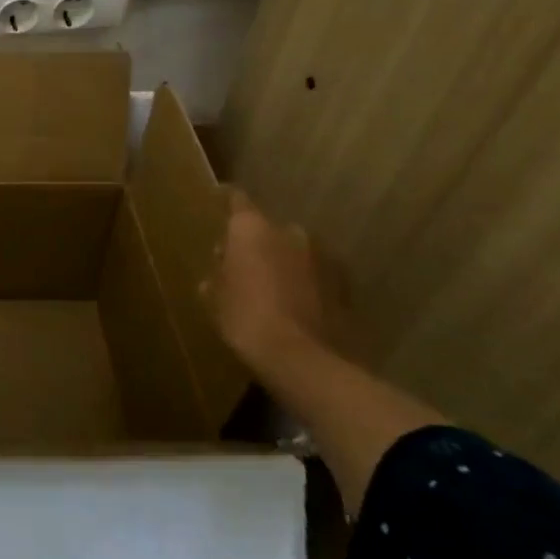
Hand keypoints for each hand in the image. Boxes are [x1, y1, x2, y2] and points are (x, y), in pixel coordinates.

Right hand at [213, 191, 324, 367]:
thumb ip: (217, 276)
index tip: (219, 199)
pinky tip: (294, 303)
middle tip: (242, 263)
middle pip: (268, 229)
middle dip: (257, 242)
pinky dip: (305, 283)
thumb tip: (221, 268)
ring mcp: (322, 256)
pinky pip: (315, 275)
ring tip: (271, 286)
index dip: (227, 200)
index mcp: (252, 229)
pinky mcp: (345, 284)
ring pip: (295, 251)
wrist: (304, 359)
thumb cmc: (246, 319)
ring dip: (283, 262)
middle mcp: (289, 231)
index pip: (237, 200)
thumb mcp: (215, 299)